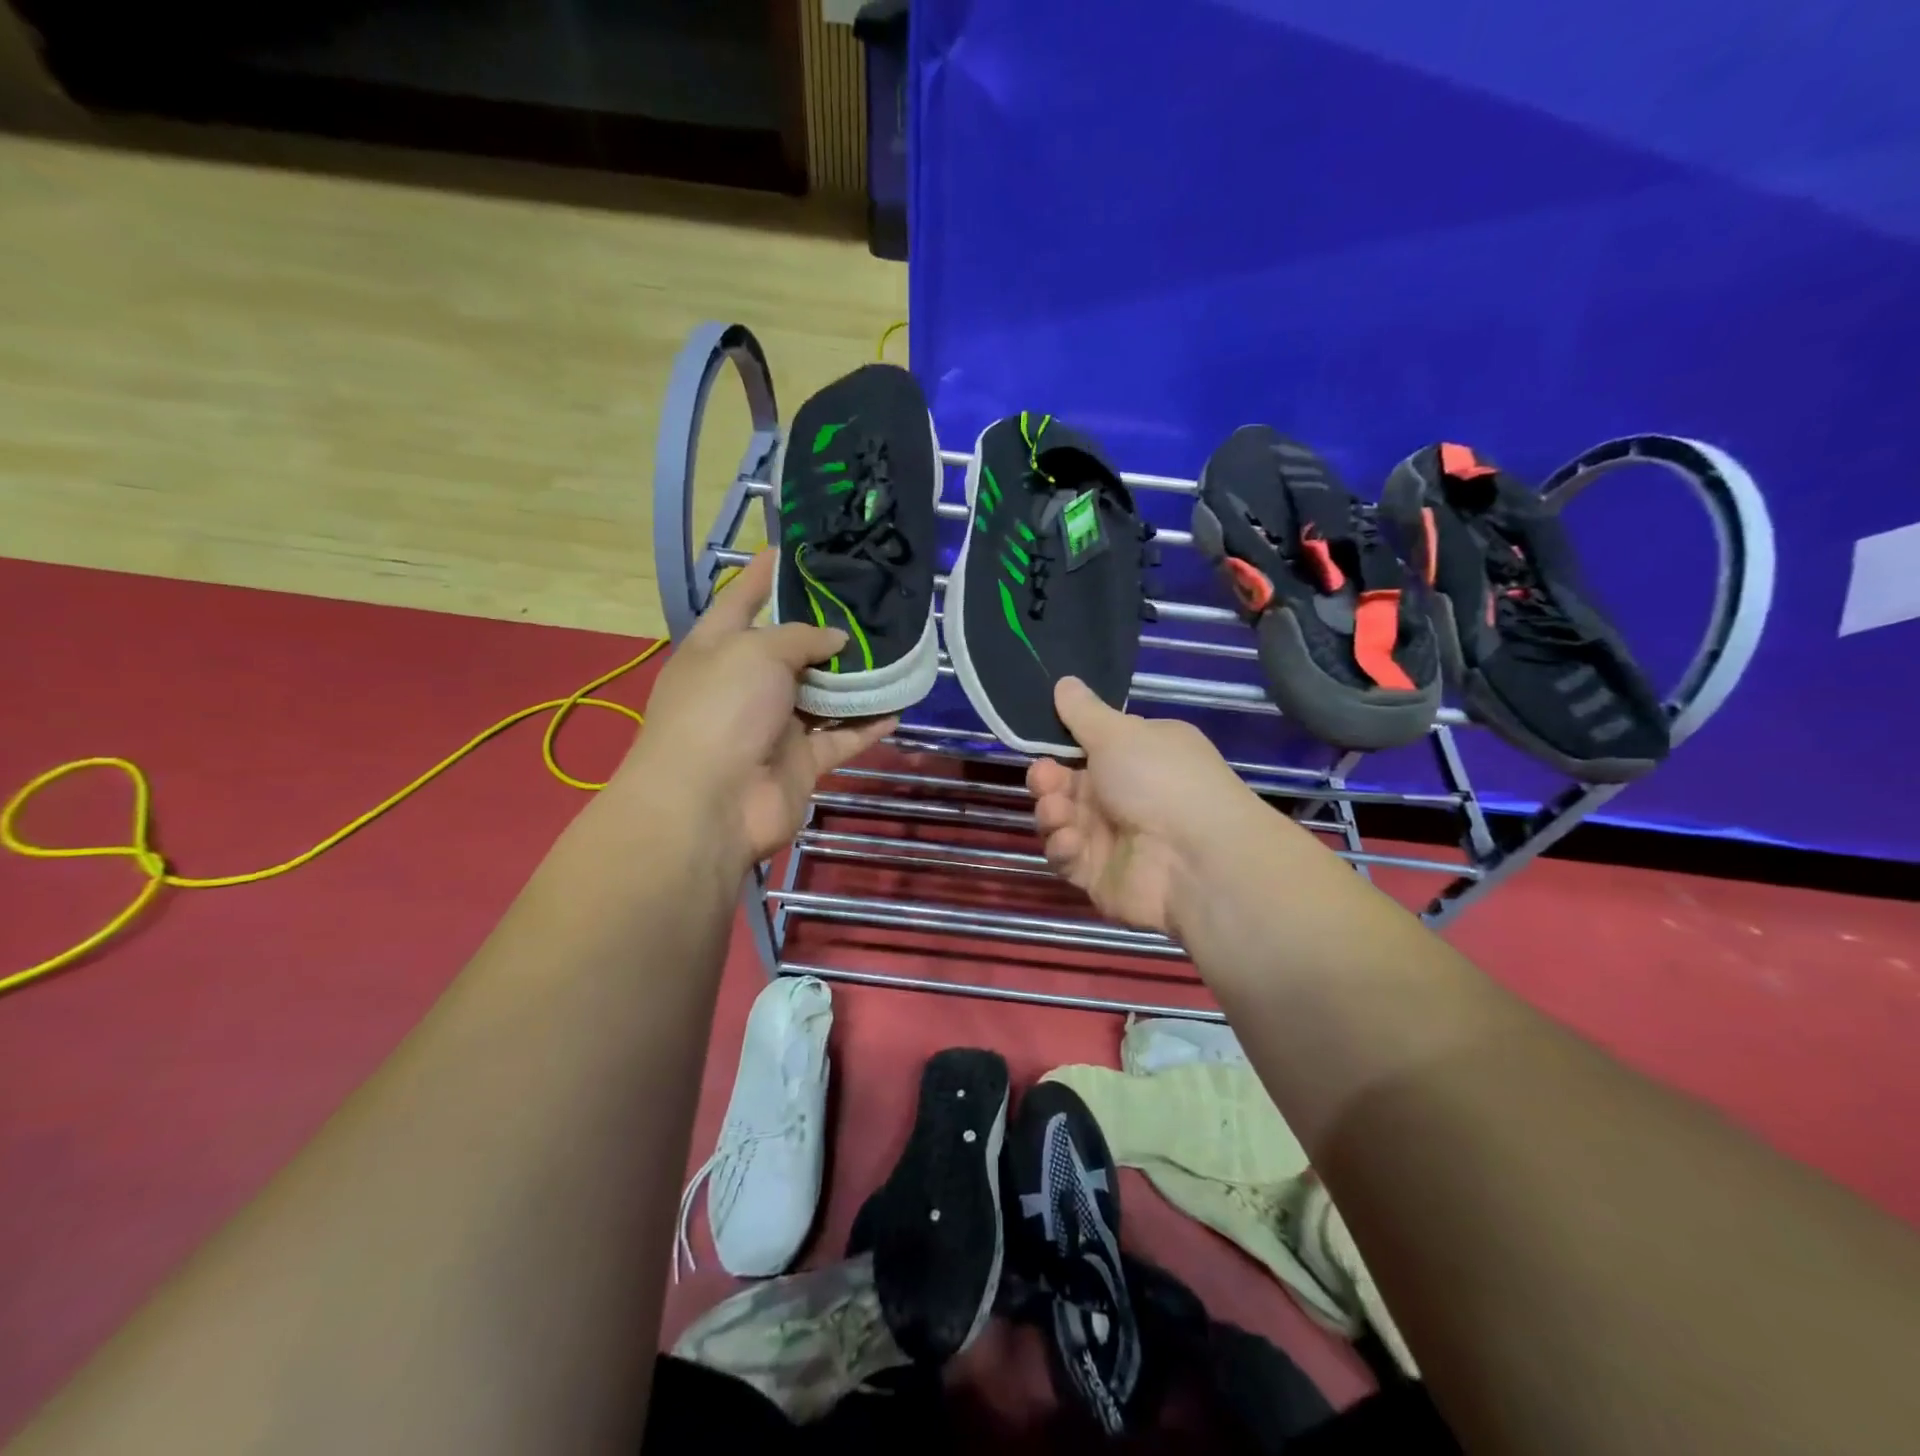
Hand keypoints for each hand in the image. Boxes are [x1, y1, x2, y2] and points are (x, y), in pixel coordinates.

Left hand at [620, 552, 893, 867]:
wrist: (711, 802)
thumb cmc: (721, 709)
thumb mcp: (756, 652)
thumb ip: (801, 637)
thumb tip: (836, 640)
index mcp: (718, 648)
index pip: (742, 599)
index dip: (765, 573)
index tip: (793, 549)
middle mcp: (746, 684)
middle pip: (791, 649)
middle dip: (826, 629)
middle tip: (870, 602)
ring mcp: (774, 726)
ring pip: (822, 696)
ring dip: (854, 680)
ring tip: (894, 650)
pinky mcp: (801, 762)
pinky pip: (841, 739)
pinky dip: (866, 726)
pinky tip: (898, 706)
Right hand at [1027, 678, 1269, 933]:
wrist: (1195, 860)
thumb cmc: (1160, 780)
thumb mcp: (1119, 734)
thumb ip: (1084, 713)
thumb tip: (1065, 681)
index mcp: (1138, 757)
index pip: (1089, 748)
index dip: (1061, 746)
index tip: (1043, 742)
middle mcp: (1126, 796)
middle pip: (1067, 786)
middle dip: (1048, 780)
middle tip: (1044, 779)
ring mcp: (1111, 839)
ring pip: (1061, 821)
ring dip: (1052, 813)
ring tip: (1059, 813)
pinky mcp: (1099, 876)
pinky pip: (1067, 858)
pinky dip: (1064, 848)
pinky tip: (1073, 843)